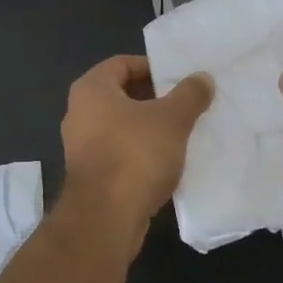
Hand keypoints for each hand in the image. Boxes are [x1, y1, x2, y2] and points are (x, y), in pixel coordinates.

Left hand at [60, 55, 212, 247]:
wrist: (106, 218)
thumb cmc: (135, 155)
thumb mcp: (172, 119)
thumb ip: (189, 94)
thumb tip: (203, 77)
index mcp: (91, 89)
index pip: (122, 63)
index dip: (152, 66)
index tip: (179, 78)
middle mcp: (79, 112)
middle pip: (122, 94)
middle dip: (155, 98)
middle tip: (186, 103)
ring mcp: (81, 146)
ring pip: (122, 126)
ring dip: (149, 127)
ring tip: (182, 131)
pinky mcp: (90, 175)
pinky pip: (120, 152)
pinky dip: (141, 152)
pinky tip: (167, 161)